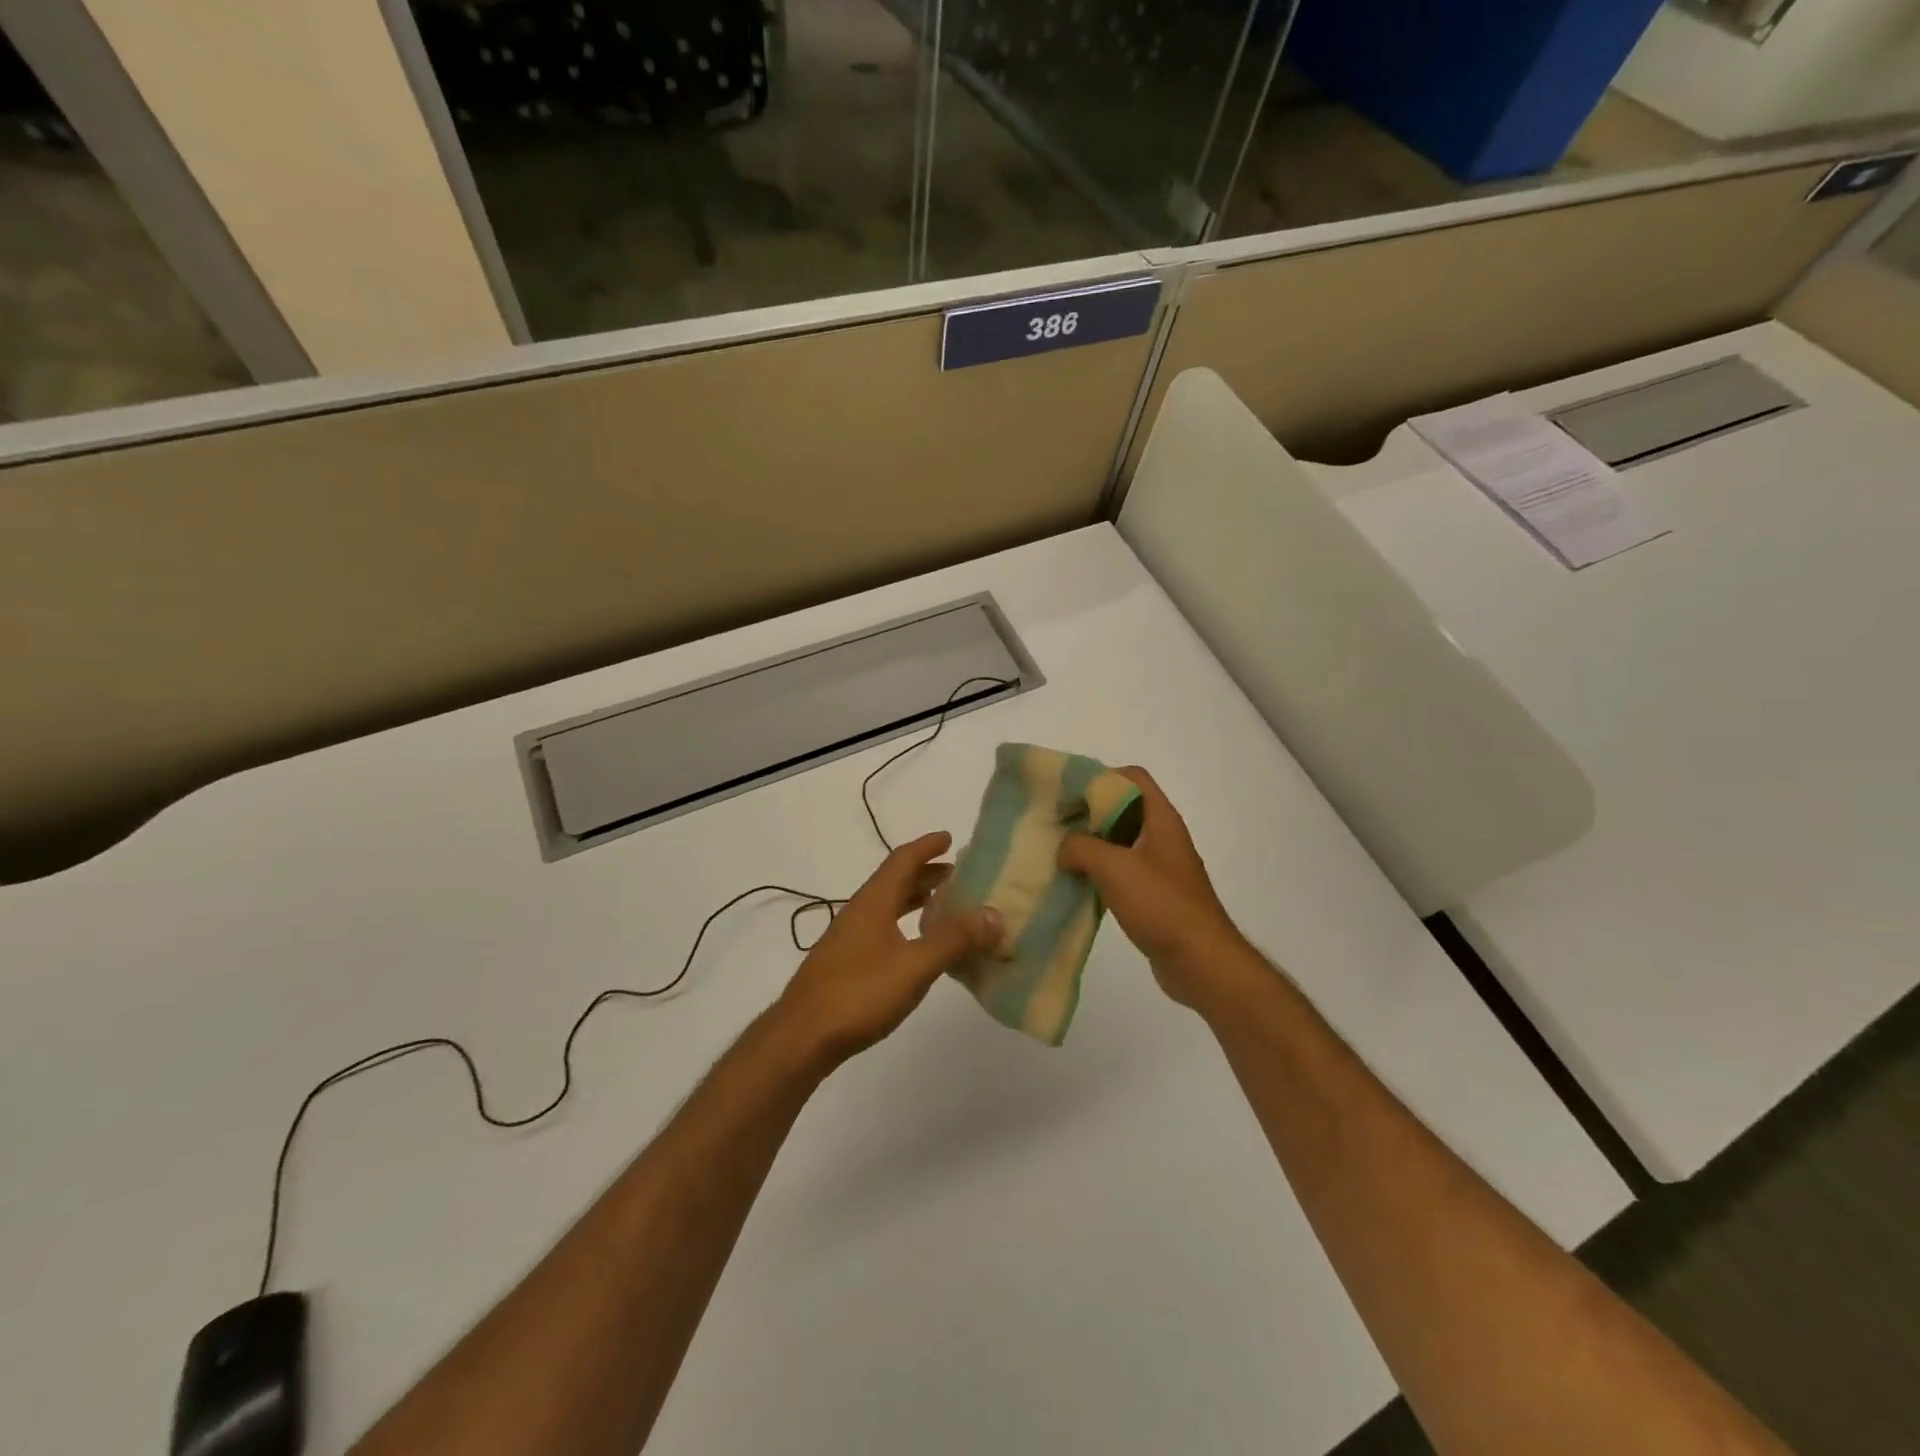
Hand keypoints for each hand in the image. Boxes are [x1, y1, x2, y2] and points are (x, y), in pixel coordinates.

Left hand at [775, 832, 1002, 1066]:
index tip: (950, 838)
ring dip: (914, 899)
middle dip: (925, 873)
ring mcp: (849, 938)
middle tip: (957, 874)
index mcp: (873, 901)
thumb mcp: (915, 966)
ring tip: (944, 906)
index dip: (926, 846)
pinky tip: (916, 946)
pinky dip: (904, 924)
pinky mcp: (845, 962)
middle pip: (894, 880)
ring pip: (886, 906)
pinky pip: (881, 928)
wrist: (802, 1037)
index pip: (902, 860)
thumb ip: (954, 940)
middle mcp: (859, 911)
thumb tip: (994, 914)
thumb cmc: (859, 994)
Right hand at [1057, 768, 1251, 1008]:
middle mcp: (1163, 838)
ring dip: (1091, 845)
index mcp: (1161, 820)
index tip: (1069, 792)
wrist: (1201, 962)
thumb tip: (1064, 848)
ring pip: (1120, 842)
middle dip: (1089, 812)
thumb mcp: (1114, 867)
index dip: (1102, 777)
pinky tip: (1076, 884)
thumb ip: (1081, 847)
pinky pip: (1122, 873)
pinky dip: (1099, 873)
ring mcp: (1160, 868)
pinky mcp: (1154, 896)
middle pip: (1123, 808)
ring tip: (1058, 853)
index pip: (1133, 777)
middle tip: (1056, 823)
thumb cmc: (1161, 905)